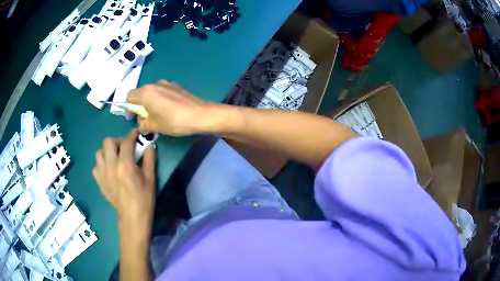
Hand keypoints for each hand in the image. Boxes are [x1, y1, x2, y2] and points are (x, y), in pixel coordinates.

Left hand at [93, 130, 155, 237]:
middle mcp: (111, 166)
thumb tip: (149, 145)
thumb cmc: (144, 198)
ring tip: (115, 158)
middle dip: (117, 141)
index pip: (127, 142)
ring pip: (99, 153)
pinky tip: (109, 170)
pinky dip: (102, 164)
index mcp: (125, 164)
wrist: (132, 217)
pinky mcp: (99, 182)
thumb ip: (149, 158)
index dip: (132, 135)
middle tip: (124, 148)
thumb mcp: (151, 178)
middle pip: (108, 142)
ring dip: (107, 152)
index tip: (136, 134)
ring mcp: (103, 174)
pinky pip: (96, 167)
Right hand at [128, 80, 209, 135]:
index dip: (128, 108)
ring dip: (150, 102)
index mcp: (146, 93)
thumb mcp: (154, 126)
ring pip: (152, 92)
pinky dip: (160, 99)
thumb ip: (143, 124)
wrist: (199, 115)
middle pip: (140, 93)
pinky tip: (168, 110)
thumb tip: (141, 122)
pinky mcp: (176, 86)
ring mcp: (167, 83)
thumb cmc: (173, 121)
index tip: (133, 118)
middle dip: (139, 105)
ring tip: (157, 115)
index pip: (129, 96)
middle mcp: (154, 84)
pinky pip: (162, 91)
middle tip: (145, 119)